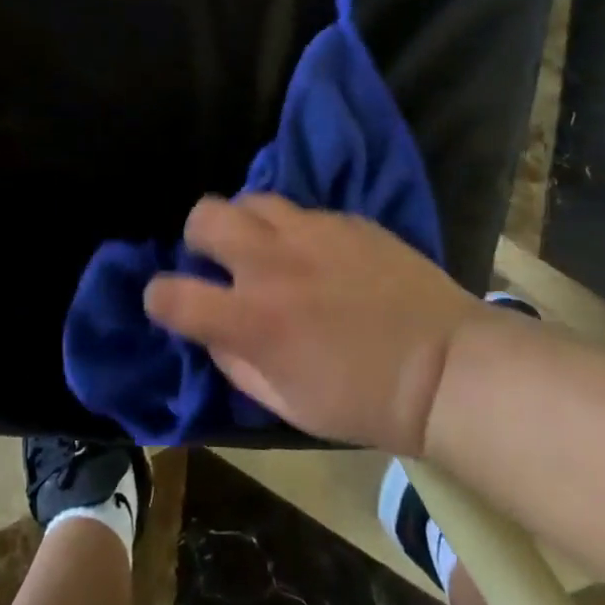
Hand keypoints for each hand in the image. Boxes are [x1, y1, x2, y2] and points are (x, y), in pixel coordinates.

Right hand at [143, 194, 486, 454]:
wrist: (447, 367)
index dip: (158, 297)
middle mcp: (272, 263)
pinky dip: (294, 229)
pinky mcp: (345, 219)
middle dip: (199, 237)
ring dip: (246, 224)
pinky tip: (319, 254)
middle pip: (205, 216)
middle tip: (221, 262)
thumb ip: (236, 364)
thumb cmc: (364, 401)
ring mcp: (311, 232)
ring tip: (268, 249)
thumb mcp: (287, 405)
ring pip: (251, 199)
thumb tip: (213, 332)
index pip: (171, 294)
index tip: (170, 303)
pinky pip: (301, 209)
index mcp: (252, 319)